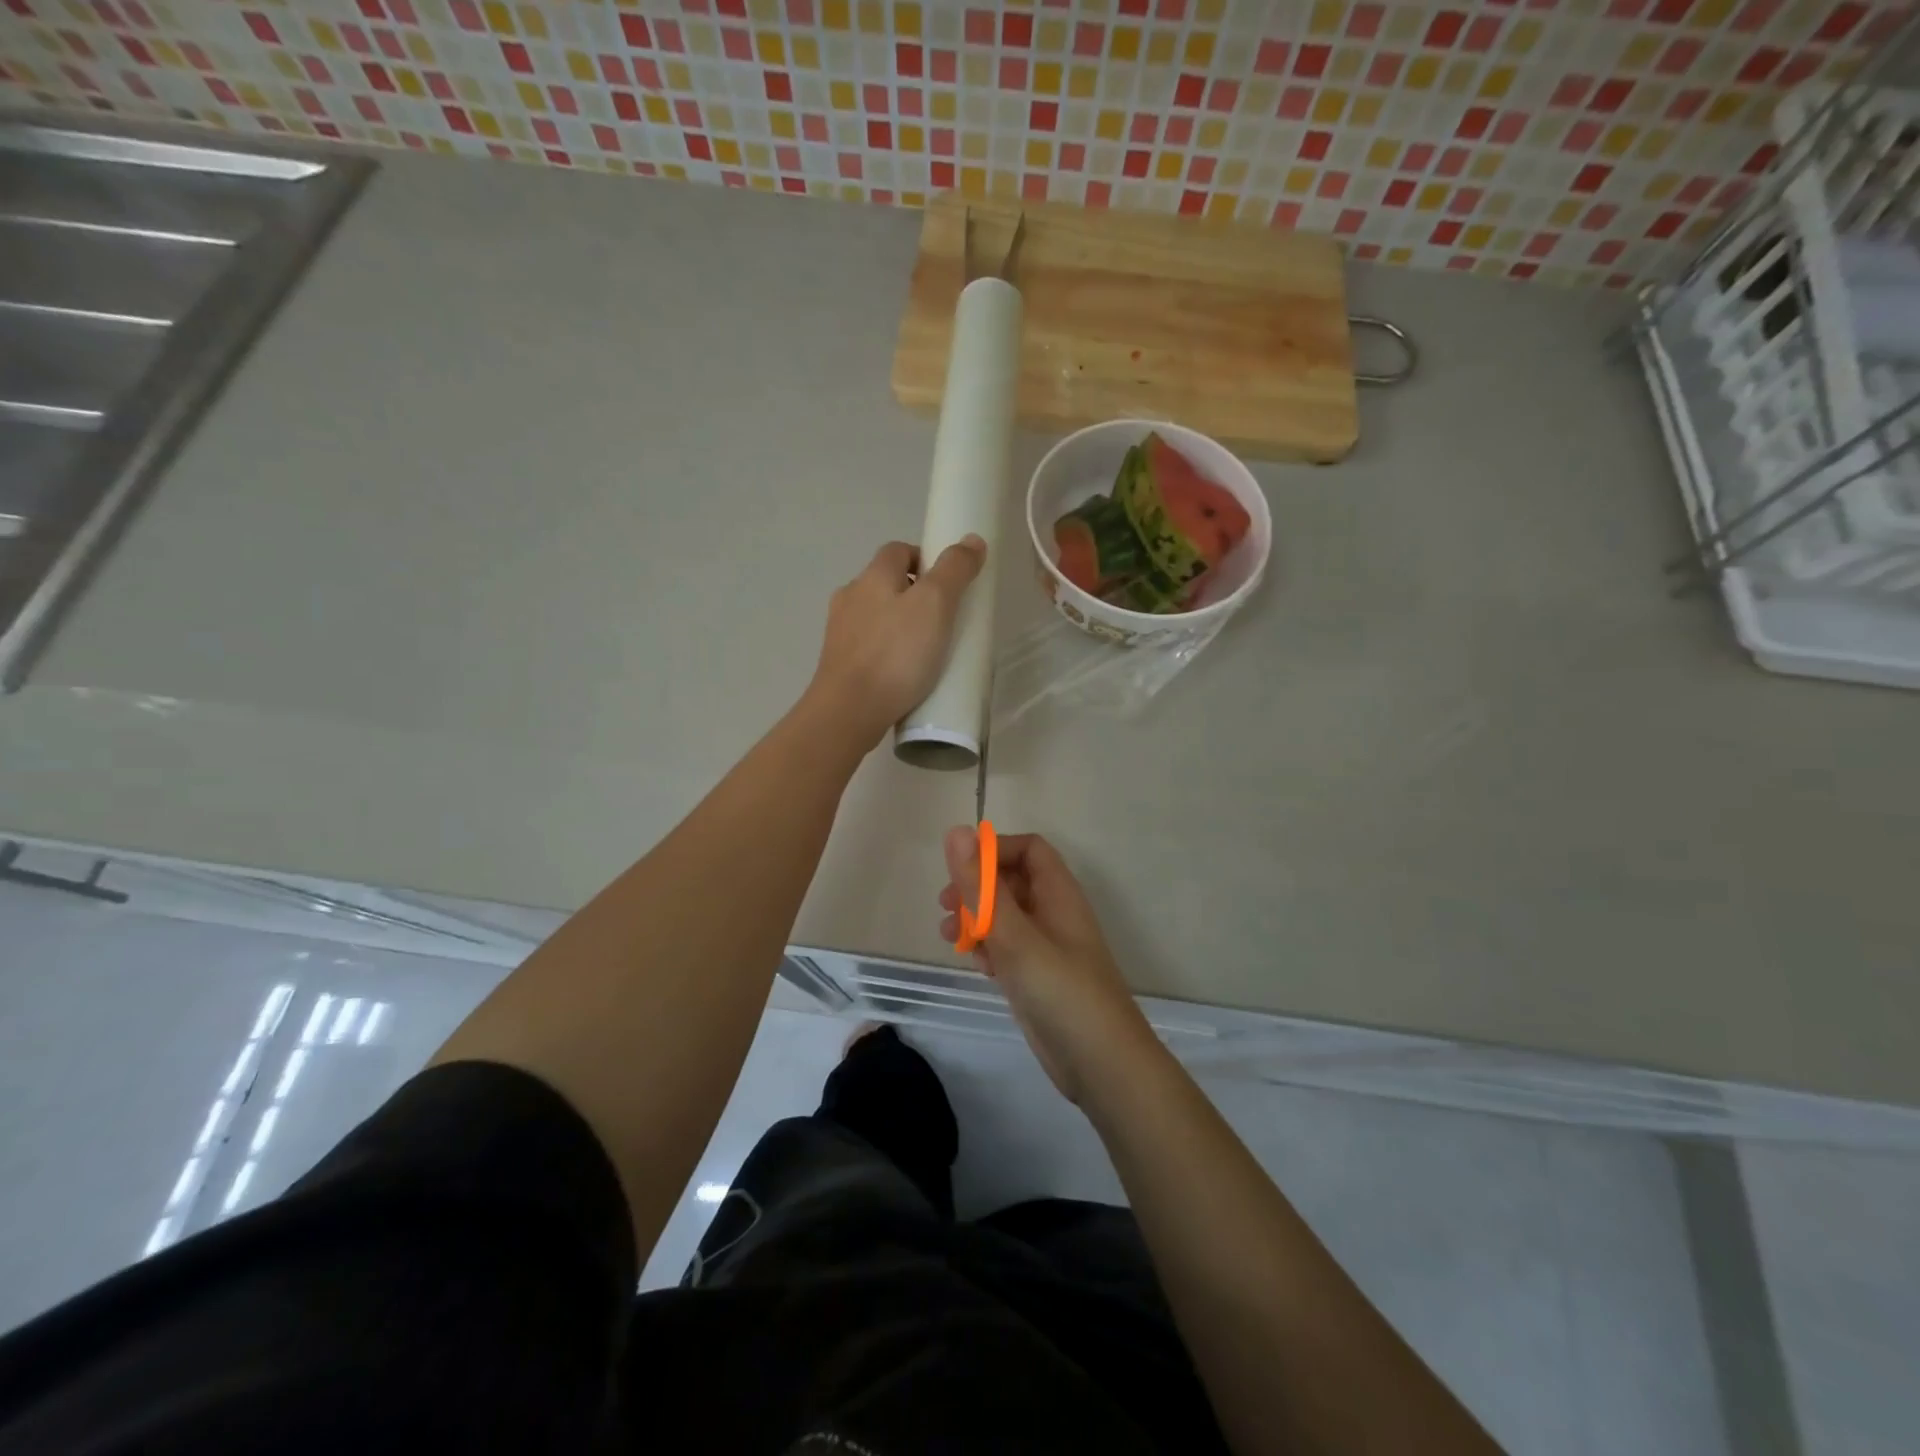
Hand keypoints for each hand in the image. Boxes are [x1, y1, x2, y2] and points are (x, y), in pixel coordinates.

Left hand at [807, 537, 986, 748]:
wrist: (849, 711)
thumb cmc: (895, 653)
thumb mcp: (935, 604)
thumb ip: (955, 570)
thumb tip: (972, 540)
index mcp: (872, 576)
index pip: (899, 550)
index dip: (925, 559)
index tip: (949, 585)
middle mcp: (850, 597)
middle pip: (887, 584)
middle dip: (915, 595)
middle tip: (944, 621)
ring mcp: (840, 633)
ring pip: (877, 617)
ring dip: (900, 626)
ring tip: (927, 652)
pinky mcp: (838, 664)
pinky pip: (870, 648)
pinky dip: (888, 653)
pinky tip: (904, 675)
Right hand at [939, 827, 1155, 1102]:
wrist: (1102, 1065)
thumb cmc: (1061, 991)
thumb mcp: (1015, 935)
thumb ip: (983, 887)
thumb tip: (956, 831)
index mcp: (1058, 894)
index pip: (1028, 850)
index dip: (994, 851)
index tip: (961, 871)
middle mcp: (1054, 914)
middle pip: (1013, 881)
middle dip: (977, 887)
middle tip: (946, 905)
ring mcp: (1047, 949)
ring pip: (1007, 917)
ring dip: (977, 919)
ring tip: (949, 936)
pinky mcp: (1038, 979)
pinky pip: (1008, 949)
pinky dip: (988, 949)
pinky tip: (975, 965)